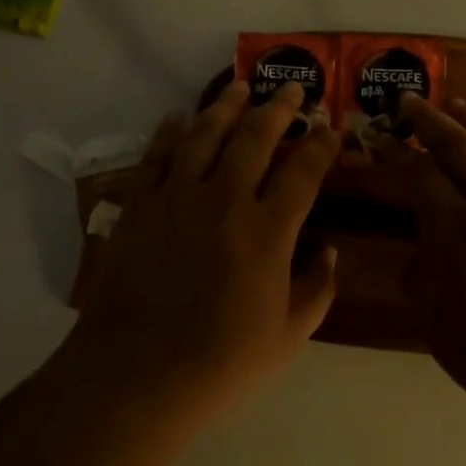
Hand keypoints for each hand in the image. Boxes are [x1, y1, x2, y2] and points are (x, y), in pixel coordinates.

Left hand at [66, 80, 340, 428]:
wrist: (134, 379)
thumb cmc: (218, 365)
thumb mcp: (287, 339)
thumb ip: (317, 290)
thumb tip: (331, 251)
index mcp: (267, 232)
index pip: (304, 172)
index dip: (321, 145)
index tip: (331, 128)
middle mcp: (225, 201)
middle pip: (256, 137)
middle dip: (279, 107)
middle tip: (292, 87)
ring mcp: (177, 198)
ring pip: (205, 134)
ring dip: (226, 105)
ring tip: (239, 86)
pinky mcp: (140, 205)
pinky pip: (157, 155)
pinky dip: (169, 131)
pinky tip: (178, 117)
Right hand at [379, 95, 465, 433]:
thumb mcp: (444, 333)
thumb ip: (423, 281)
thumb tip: (422, 246)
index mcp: (464, 234)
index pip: (420, 176)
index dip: (394, 153)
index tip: (376, 136)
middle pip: (460, 146)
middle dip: (428, 119)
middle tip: (408, 99)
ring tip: (456, 104)